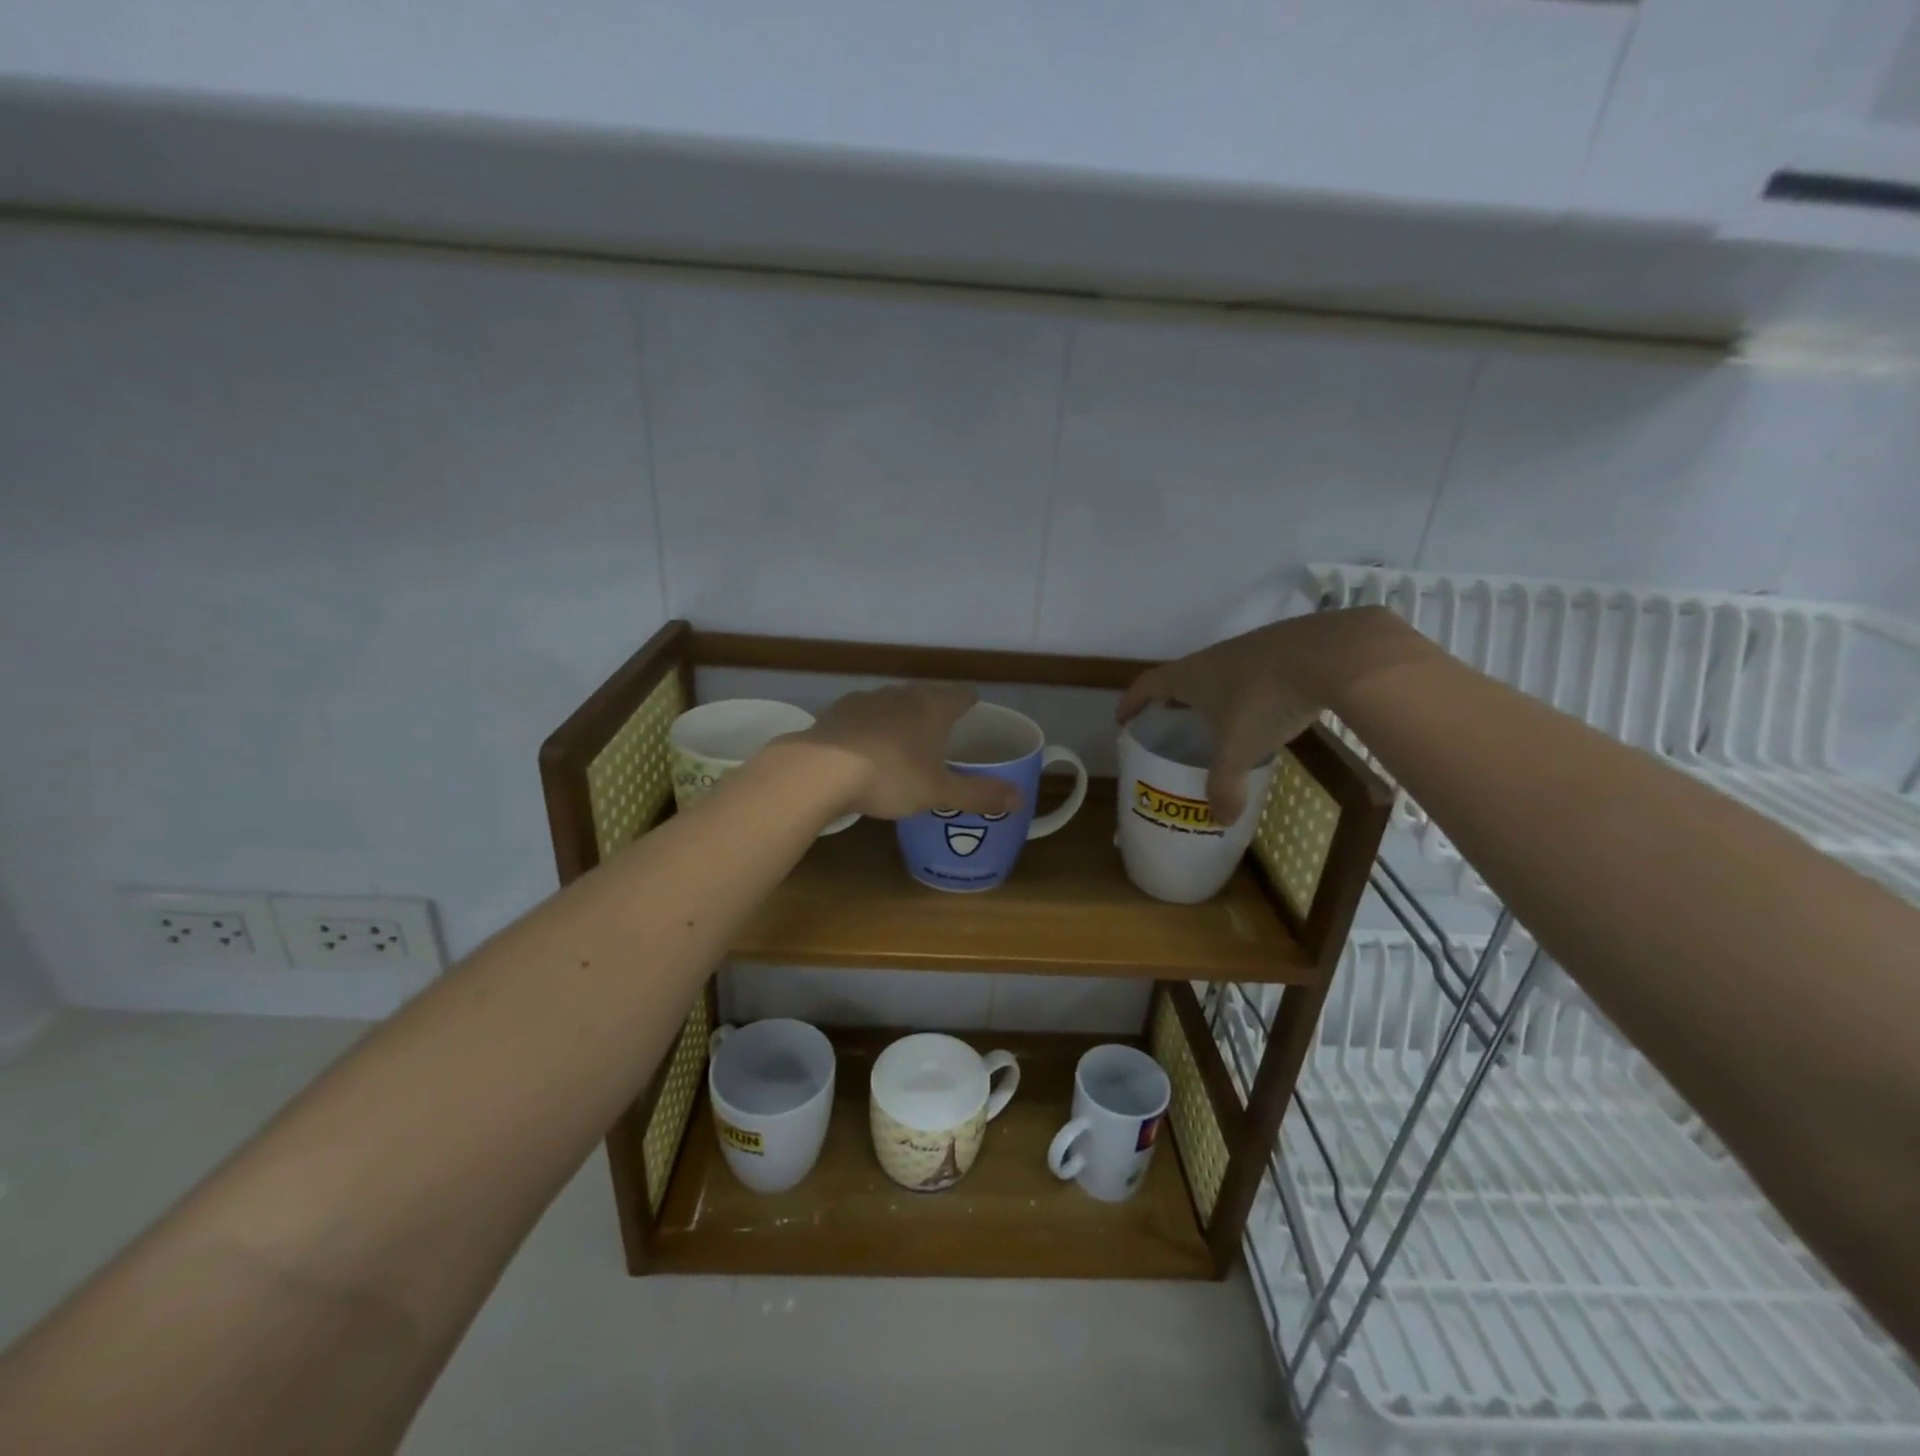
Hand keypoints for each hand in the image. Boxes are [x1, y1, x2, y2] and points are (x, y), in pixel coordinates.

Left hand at [792, 684, 1020, 821]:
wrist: (820, 770)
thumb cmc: (890, 777)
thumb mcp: (939, 792)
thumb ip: (979, 794)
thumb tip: (1020, 798)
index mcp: (933, 709)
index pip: (960, 695)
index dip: (970, 700)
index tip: (974, 705)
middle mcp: (901, 695)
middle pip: (925, 693)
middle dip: (935, 706)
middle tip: (942, 724)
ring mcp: (866, 700)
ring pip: (892, 701)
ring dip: (900, 713)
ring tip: (904, 735)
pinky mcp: (836, 712)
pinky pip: (862, 714)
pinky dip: (869, 725)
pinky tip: (864, 743)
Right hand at [1117, 630, 1317, 826]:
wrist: (1331, 655)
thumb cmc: (1265, 700)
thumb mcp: (1240, 750)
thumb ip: (1225, 786)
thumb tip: (1220, 821)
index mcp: (1189, 677)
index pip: (1146, 686)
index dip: (1131, 702)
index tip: (1123, 719)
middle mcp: (1211, 657)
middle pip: (1180, 677)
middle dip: (1170, 701)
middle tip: (1169, 724)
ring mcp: (1247, 648)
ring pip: (1216, 673)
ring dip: (1209, 694)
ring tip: (1215, 720)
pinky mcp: (1280, 648)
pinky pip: (1249, 672)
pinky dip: (1243, 690)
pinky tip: (1262, 708)